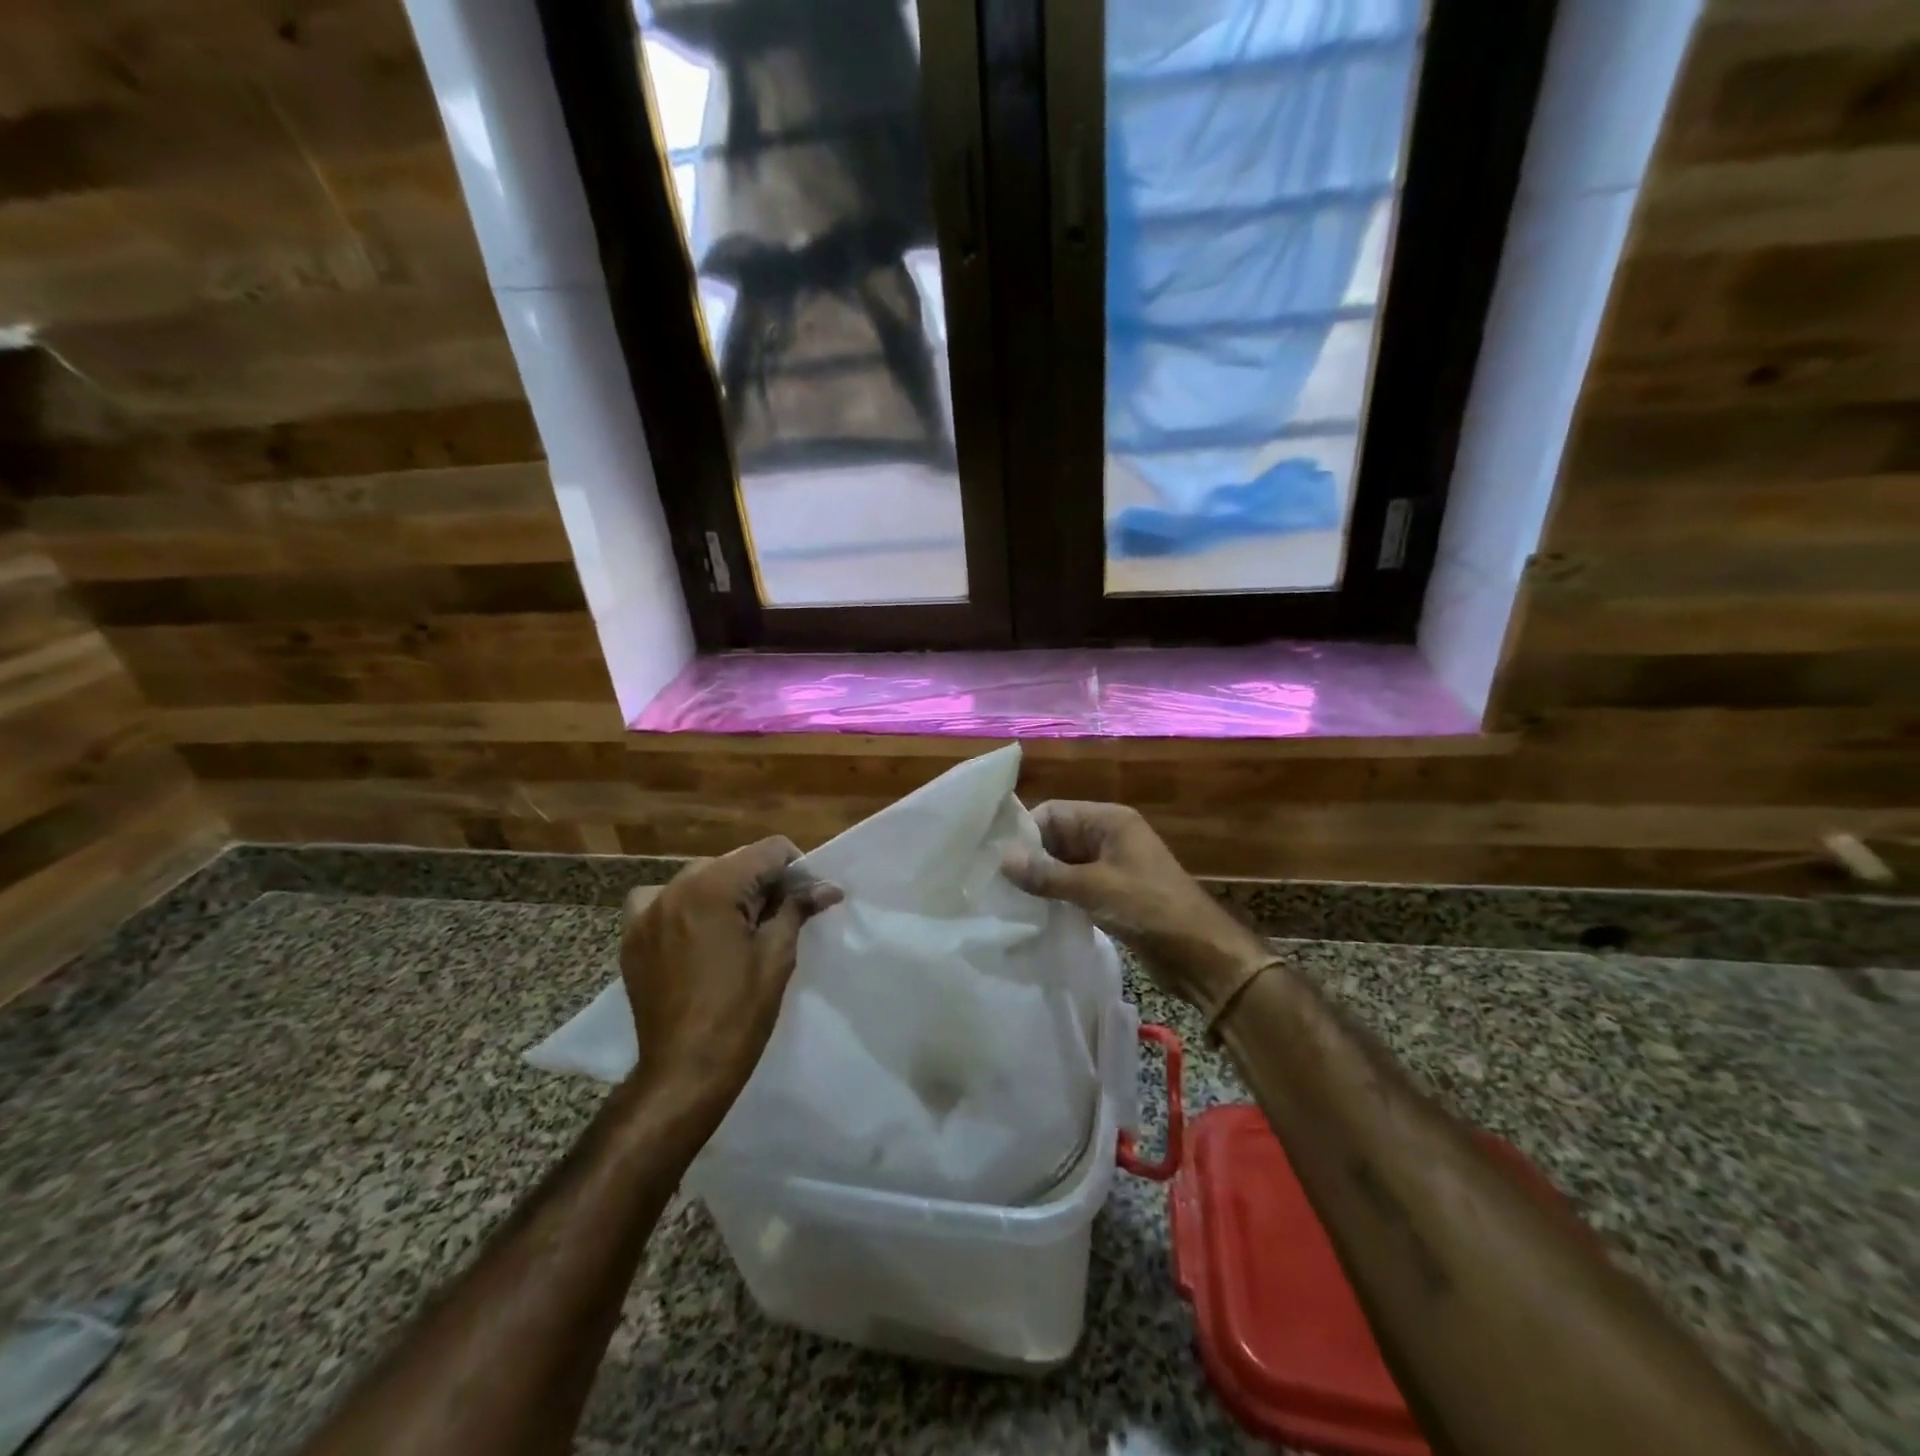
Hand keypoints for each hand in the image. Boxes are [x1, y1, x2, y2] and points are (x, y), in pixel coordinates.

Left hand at [620, 837, 842, 1100]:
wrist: (684, 1070)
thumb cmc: (739, 1013)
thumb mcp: (777, 955)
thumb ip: (797, 908)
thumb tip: (829, 887)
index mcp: (714, 887)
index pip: (768, 850)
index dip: (796, 868)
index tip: (807, 897)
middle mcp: (676, 887)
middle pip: (734, 862)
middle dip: (762, 881)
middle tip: (780, 917)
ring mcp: (647, 911)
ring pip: (700, 878)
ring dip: (726, 892)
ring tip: (739, 928)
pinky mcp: (632, 935)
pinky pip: (661, 899)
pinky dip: (684, 905)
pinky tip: (696, 932)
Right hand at [1003, 801, 1270, 1015]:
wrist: (1203, 956)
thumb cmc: (1151, 909)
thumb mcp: (1094, 889)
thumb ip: (1047, 874)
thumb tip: (1003, 858)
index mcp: (1109, 821)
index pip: (1053, 812)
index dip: (1025, 832)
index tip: (996, 859)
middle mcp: (1109, 836)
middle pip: (1057, 836)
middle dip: (1030, 857)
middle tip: (995, 882)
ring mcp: (1112, 866)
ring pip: (1064, 863)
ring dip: (1042, 879)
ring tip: (1009, 899)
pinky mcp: (1113, 893)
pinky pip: (1076, 885)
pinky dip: (1058, 895)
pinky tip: (1035, 912)